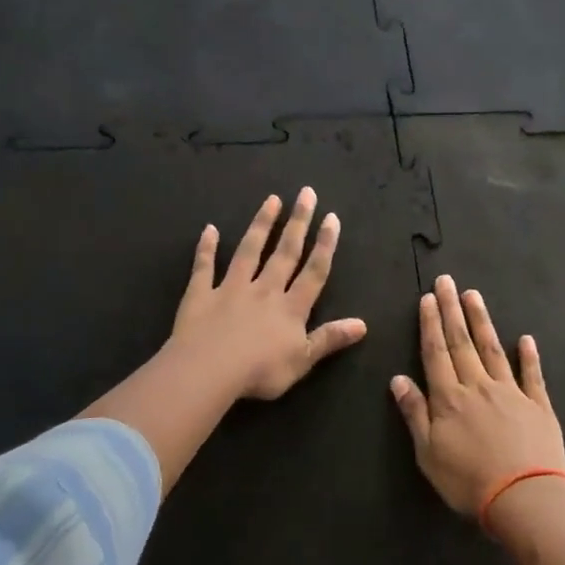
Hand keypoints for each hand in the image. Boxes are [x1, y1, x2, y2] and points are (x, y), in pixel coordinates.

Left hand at [171, 188, 366, 400]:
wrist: (209, 370)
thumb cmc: (260, 371)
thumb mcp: (303, 360)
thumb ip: (329, 338)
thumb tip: (363, 324)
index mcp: (290, 308)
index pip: (313, 272)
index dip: (324, 245)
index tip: (331, 218)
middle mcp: (264, 290)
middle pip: (285, 252)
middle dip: (297, 223)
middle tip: (306, 193)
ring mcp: (231, 289)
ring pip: (249, 251)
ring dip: (261, 225)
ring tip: (272, 200)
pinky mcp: (201, 294)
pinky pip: (204, 267)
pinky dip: (206, 248)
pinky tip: (210, 229)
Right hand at [391, 276, 564, 517]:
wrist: (525, 498)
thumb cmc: (468, 481)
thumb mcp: (428, 453)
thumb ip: (415, 414)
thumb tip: (398, 379)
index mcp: (450, 398)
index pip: (436, 353)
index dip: (431, 325)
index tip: (427, 299)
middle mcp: (479, 386)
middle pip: (462, 342)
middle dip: (452, 310)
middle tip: (447, 281)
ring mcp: (512, 392)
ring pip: (493, 349)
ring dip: (482, 322)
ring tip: (474, 296)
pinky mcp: (539, 406)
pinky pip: (532, 375)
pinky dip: (529, 356)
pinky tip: (526, 339)